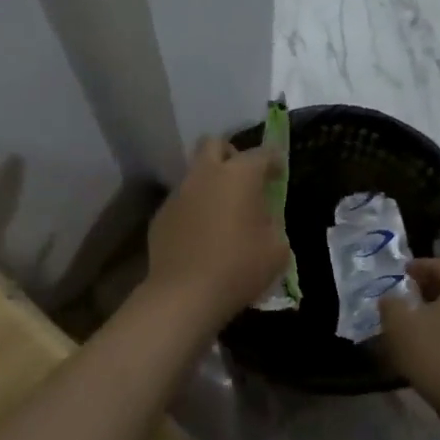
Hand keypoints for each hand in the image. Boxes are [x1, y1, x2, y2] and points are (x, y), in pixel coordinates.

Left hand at [145, 138, 289, 324]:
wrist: (185, 294)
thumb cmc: (239, 268)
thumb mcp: (277, 249)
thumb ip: (273, 223)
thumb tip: (264, 217)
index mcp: (240, 175)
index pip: (262, 153)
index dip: (274, 162)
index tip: (278, 175)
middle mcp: (206, 174)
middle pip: (214, 144)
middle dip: (230, 155)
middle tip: (242, 180)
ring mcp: (179, 192)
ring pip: (195, 173)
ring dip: (209, 183)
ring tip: (221, 212)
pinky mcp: (161, 214)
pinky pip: (181, 201)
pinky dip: (193, 208)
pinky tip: (200, 234)